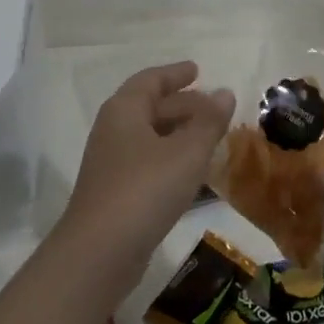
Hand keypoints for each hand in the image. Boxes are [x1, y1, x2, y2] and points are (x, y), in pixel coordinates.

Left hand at [60, 62, 235, 279]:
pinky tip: (191, 173)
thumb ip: (208, 122)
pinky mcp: (115, 192)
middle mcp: (113, 130)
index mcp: (124, 110)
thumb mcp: (186, 153)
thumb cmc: (145, 190)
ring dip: (178, 133)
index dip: (175, 74)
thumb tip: (225, 92)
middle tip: (214, 107)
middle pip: (150, 107)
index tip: (198, 70)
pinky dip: (170, 158)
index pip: (151, 80)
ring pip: (149, 136)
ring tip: (209, 137)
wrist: (99, 252)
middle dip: (182, 105)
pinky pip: (147, 162)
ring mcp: (111, 163)